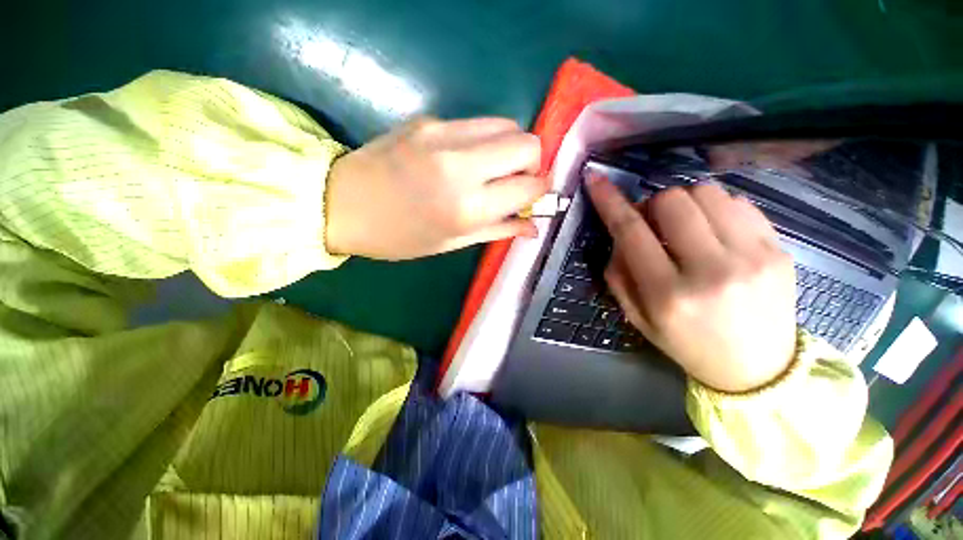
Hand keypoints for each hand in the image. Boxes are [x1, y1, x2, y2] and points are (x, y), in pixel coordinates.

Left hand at [325, 117, 546, 259]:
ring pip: (506, 124)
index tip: (535, 196)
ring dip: (511, 148)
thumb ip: (499, 230)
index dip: (540, 190)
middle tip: (517, 181)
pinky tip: (465, 160)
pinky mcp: (429, 119)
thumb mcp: (453, 242)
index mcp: (467, 206)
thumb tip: (534, 227)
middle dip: (532, 163)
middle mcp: (461, 164)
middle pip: (527, 142)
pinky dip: (484, 142)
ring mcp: (443, 133)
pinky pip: (476, 125)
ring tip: (494, 170)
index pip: (529, 185)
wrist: (342, 204)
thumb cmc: (400, 237)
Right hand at [587, 178, 796, 392]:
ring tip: (686, 228)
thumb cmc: (687, 343)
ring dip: (685, 203)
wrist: (758, 369)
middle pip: (672, 201)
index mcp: (668, 294)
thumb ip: (619, 274)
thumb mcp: (638, 317)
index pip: (630, 231)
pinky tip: (714, 232)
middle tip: (653, 223)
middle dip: (653, 204)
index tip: (595, 178)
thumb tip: (620, 234)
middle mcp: (711, 271)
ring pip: (707, 193)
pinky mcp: (779, 249)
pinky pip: (739, 202)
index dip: (609, 200)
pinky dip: (716, 209)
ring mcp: (753, 257)